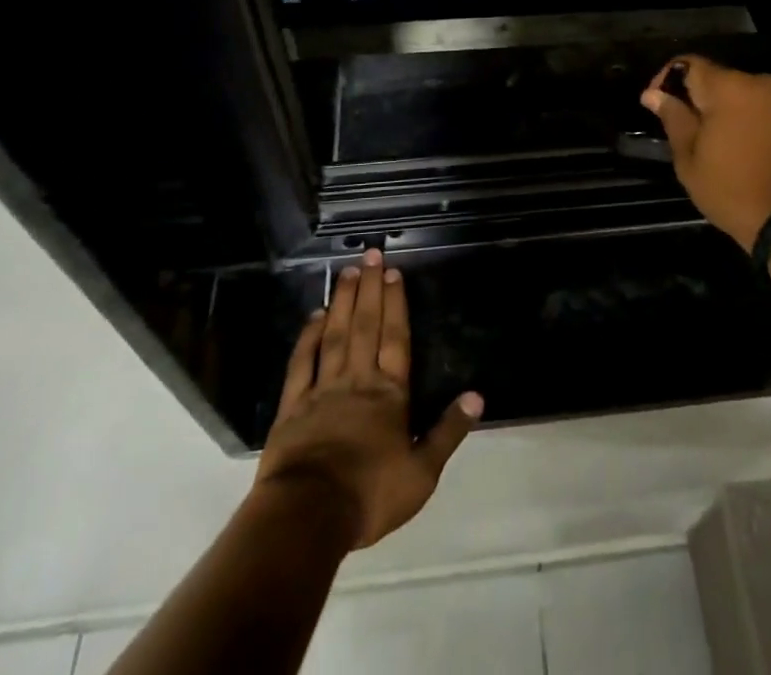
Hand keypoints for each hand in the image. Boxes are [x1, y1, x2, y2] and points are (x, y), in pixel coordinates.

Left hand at [255, 249, 482, 550]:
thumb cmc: (370, 495)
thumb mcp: (422, 472)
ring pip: (336, 335)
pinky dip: (308, 336)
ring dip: (344, 302)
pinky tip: (314, 316)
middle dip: (370, 289)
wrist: (309, 515)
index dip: (396, 304)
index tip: (393, 272)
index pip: (396, 339)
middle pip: (366, 326)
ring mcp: (323, 390)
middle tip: (369, 255)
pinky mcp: (293, 406)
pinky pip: (302, 363)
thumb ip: (448, 431)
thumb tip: (477, 396)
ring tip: (348, 273)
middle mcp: (358, 381)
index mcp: (390, 394)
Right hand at [641, 56, 770, 251]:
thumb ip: (673, 119)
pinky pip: (762, 110)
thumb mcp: (690, 159)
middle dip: (696, 99)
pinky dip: (746, 121)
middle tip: (683, 131)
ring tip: (713, 144)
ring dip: (723, 111)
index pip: (688, 64)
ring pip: (741, 95)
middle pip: (716, 79)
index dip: (666, 80)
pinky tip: (741, 150)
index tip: (655, 105)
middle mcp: (758, 83)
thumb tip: (653, 94)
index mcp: (728, 87)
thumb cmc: (734, 190)